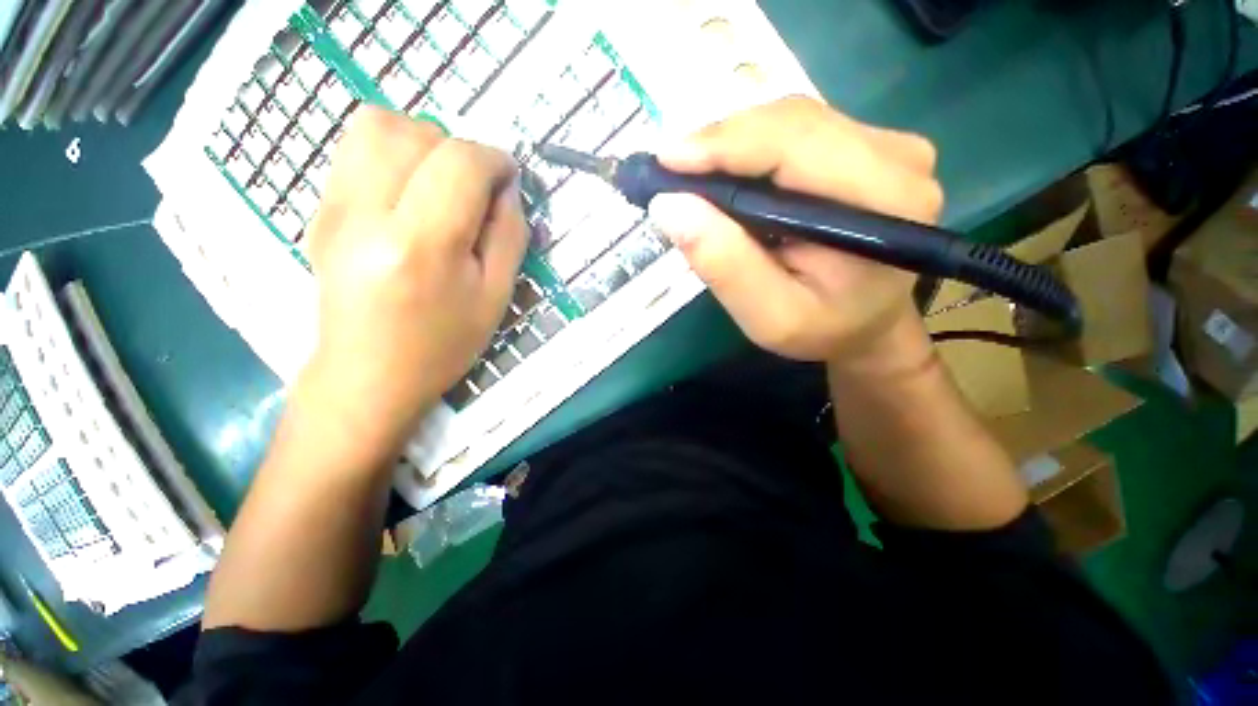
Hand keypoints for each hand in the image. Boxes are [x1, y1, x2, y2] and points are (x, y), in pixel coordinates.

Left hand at [301, 108, 526, 447]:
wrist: (369, 375)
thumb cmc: (443, 344)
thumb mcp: (496, 297)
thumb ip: (510, 235)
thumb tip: (506, 187)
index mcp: (421, 246)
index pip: (459, 163)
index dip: (493, 159)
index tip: (508, 178)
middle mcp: (367, 215)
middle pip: (415, 132)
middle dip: (459, 148)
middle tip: (475, 188)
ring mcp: (333, 208)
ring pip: (376, 125)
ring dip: (422, 141)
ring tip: (441, 182)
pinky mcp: (320, 210)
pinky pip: (355, 149)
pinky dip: (393, 152)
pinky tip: (410, 192)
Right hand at [648, 97, 942, 371]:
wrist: (869, 324)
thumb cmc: (822, 329)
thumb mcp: (769, 317)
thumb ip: (725, 264)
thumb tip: (669, 205)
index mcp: (884, 202)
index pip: (794, 144)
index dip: (724, 144)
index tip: (665, 160)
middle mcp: (897, 158)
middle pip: (791, 122)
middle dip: (721, 142)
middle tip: (670, 171)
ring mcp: (888, 145)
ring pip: (791, 120)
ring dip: (733, 144)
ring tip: (692, 174)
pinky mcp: (871, 145)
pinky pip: (798, 131)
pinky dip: (752, 148)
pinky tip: (727, 173)